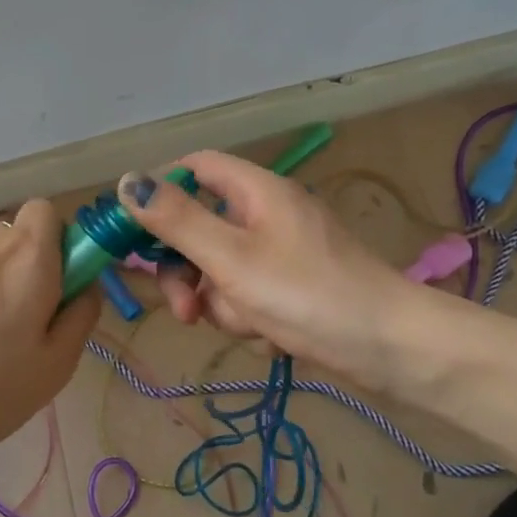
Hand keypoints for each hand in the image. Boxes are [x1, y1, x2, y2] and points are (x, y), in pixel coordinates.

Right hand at [120, 151, 412, 385]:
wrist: (389, 348)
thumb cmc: (306, 293)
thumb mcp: (230, 257)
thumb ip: (176, 220)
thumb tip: (127, 181)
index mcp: (256, 191)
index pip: (196, 168)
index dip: (161, 190)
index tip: (134, 230)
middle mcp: (267, 215)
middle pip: (201, 228)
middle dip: (188, 272)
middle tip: (185, 310)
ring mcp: (282, 253)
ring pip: (220, 271)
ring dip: (222, 304)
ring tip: (250, 326)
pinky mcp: (293, 288)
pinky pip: (248, 296)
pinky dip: (250, 317)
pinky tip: (272, 336)